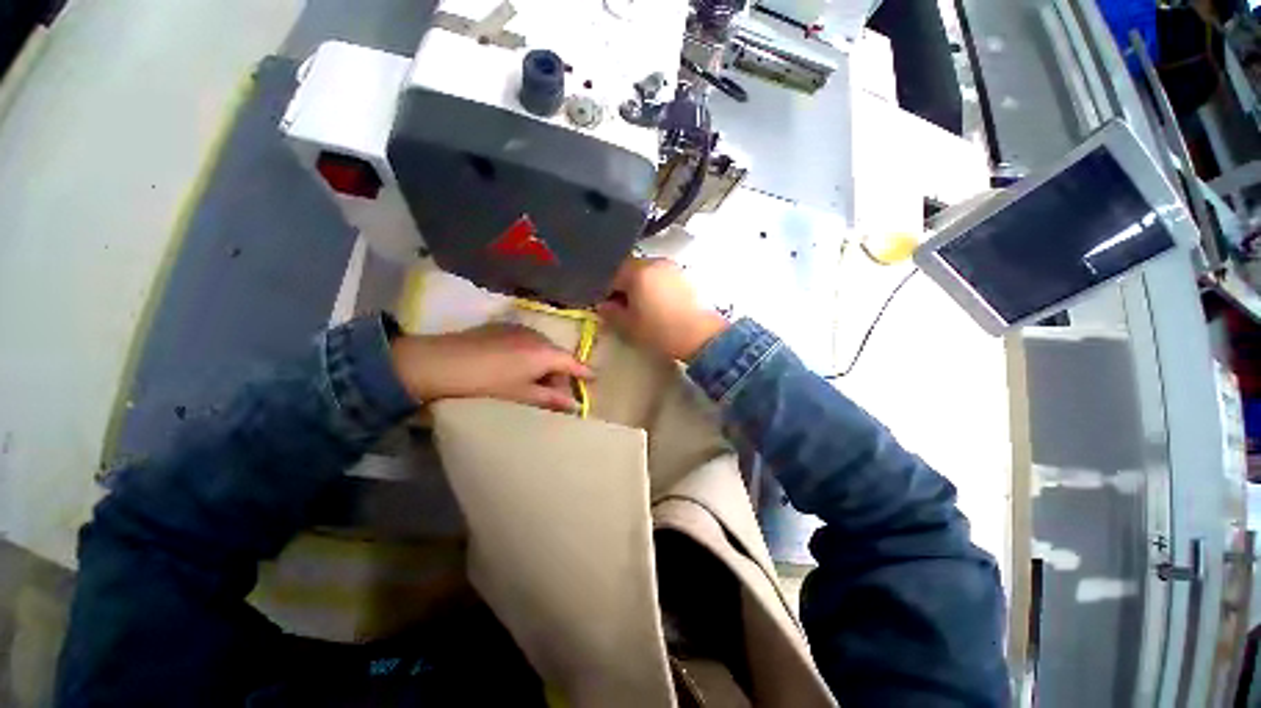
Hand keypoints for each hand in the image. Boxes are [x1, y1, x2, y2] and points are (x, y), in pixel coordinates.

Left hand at [390, 324, 592, 410]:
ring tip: (531, 383)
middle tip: (553, 394)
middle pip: (557, 356)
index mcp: (545, 353)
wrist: (441, 362)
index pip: (573, 363)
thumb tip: (575, 406)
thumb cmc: (487, 383)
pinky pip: (526, 342)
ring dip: (543, 365)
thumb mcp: (521, 394)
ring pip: (542, 348)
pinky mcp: (503, 327)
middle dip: (559, 374)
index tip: (593, 380)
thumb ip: (551, 399)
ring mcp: (519, 328)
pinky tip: (514, 368)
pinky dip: (529, 355)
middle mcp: (537, 336)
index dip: (585, 373)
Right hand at [597, 258, 729, 360]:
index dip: (605, 291)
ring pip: (648, 273)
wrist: (702, 336)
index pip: (611, 274)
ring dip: (641, 287)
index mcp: (638, 272)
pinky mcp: (686, 277)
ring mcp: (673, 268)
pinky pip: (663, 278)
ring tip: (644, 308)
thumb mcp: (629, 326)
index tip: (606, 306)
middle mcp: (655, 263)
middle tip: (624, 308)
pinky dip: (657, 288)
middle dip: (624, 287)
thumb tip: (603, 305)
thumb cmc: (661, 331)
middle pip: (631, 270)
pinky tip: (661, 306)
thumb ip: (611, 313)